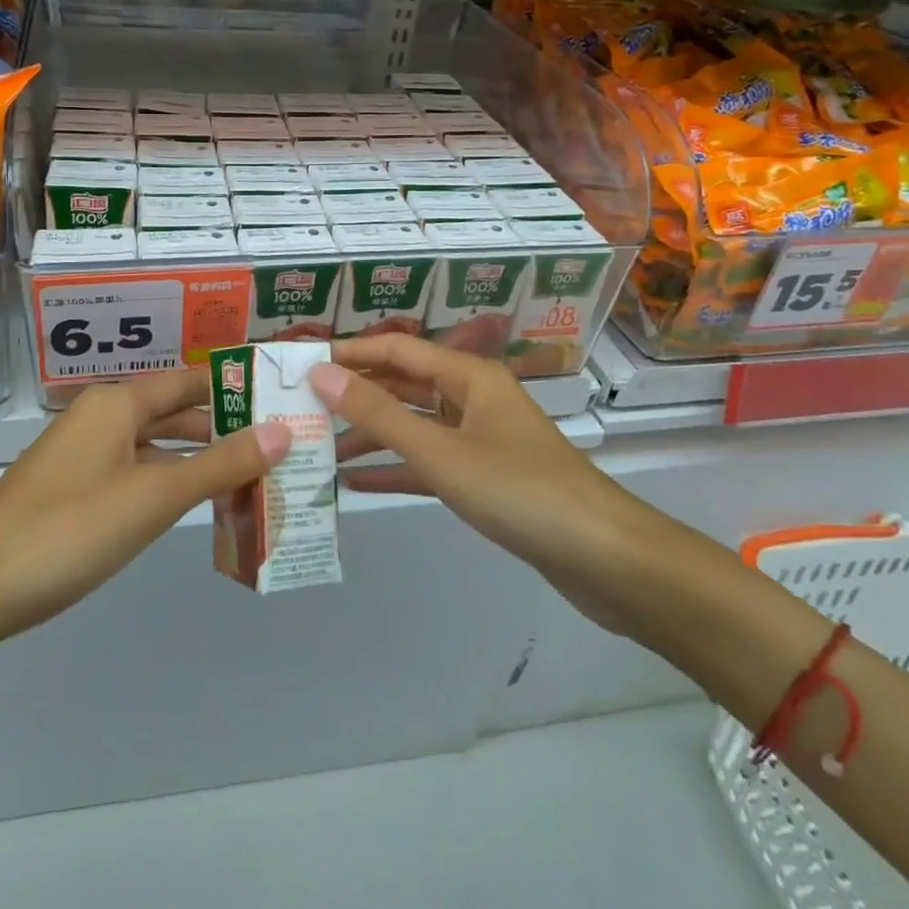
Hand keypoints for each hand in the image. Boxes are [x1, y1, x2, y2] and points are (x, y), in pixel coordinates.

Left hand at [0, 371, 288, 660]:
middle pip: (175, 412)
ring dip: (199, 459)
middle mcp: (102, 417)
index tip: (283, 400)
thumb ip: (221, 464)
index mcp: (119, 402)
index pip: (192, 381)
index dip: (236, 388)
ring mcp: (84, 455)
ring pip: (156, 446)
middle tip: (280, 444)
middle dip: (224, 428)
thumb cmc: (70, 529)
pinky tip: (194, 504)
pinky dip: (169, 483)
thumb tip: (282, 431)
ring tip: (252, 476)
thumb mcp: (156, 496)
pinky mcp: (73, 490)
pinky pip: (135, 473)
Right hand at [309, 337, 666, 636]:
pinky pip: (430, 463)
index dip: (350, 353)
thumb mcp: (440, 452)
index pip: (396, 350)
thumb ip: (379, 414)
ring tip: (320, 448)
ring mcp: (481, 439)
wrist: (605, 559)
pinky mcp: (486, 478)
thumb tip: (322, 374)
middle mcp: (473, 398)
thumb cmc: (519, 490)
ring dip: (371, 435)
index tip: (303, 362)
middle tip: (303, 406)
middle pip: (404, 386)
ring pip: (415, 426)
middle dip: (356, 395)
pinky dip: (396, 469)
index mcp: (469, 377)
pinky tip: (355, 483)